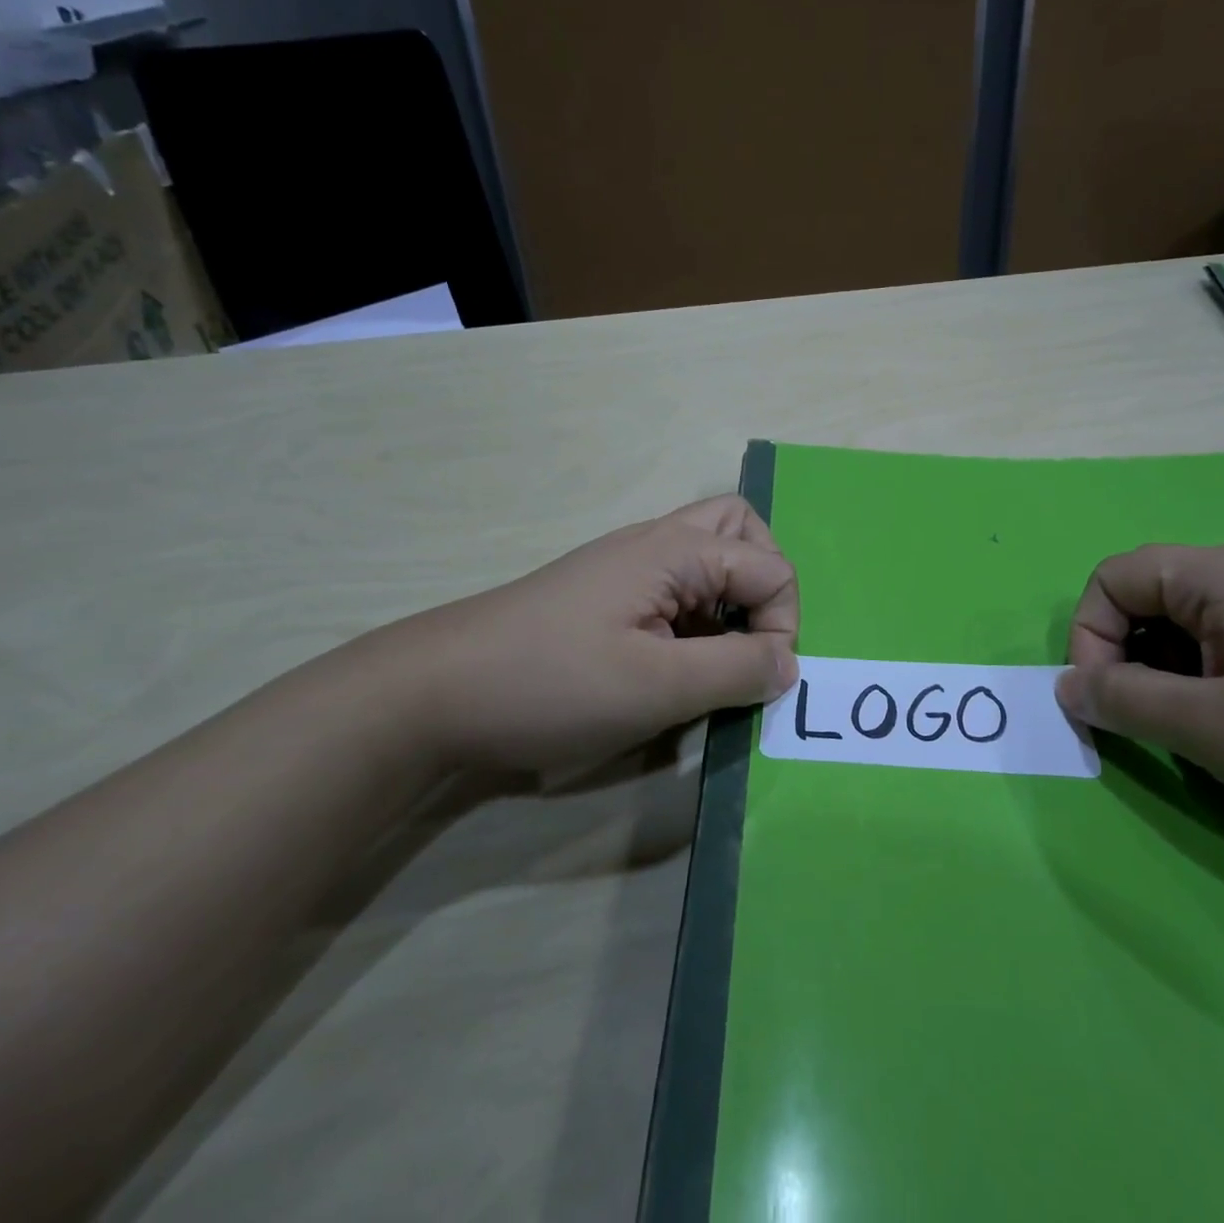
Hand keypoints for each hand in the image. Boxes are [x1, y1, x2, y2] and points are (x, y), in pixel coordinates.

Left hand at [354, 496, 798, 773]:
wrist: (434, 692)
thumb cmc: (552, 683)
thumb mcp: (658, 687)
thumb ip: (736, 670)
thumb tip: (789, 665)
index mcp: (676, 550)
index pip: (772, 568)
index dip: (781, 625)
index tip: (756, 681)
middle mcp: (656, 543)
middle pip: (740, 530)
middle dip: (764, 583)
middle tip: (750, 638)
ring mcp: (627, 567)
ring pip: (707, 556)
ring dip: (730, 600)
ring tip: (714, 657)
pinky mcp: (606, 595)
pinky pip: (675, 588)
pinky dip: (696, 618)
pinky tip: (672, 664)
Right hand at [1054, 543, 1223, 862]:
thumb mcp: (1214, 730)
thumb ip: (1124, 702)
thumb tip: (1066, 687)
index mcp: (1220, 574)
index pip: (1112, 580)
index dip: (1090, 639)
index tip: (1108, 705)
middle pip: (1146, 599)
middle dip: (1128, 662)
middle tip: (1153, 727)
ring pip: (1185, 630)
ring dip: (1168, 680)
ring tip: (1202, 737)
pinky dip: (1209, 687)